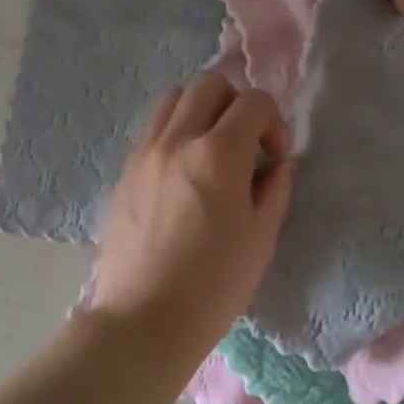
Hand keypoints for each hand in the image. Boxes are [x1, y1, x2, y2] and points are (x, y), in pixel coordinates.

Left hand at [88, 76, 295, 341]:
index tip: (273, 155)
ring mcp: (144, 152)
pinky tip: (182, 171)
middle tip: (244, 142)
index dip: (273, 120)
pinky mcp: (124, 170)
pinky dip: (173, 131)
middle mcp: (177, 140)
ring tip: (210, 148)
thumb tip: (279, 164)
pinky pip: (151, 129)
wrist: (144, 318)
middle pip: (209, 84)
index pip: (253, 101)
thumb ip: (275, 190)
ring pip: (173, 99)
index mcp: (218, 154)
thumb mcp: (261, 239)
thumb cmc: (213, 285)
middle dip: (235, 103)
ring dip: (200, 110)